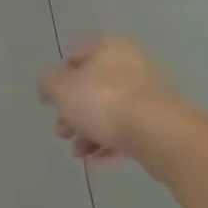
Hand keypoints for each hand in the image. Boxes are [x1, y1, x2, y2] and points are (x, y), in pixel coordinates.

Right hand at [40, 37, 183, 164]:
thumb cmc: (104, 101)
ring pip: (110, 110)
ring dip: (89, 131)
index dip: (60, 80)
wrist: (160, 132)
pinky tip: (95, 160)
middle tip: (62, 132)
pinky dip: (109, 143)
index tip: (52, 103)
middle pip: (93, 87)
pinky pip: (128, 129)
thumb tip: (48, 87)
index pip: (77, 58)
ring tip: (77, 152)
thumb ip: (48, 86)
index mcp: (109, 47)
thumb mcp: (62, 90)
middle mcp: (130, 64)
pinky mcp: (160, 121)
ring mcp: (149, 93)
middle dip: (74, 112)